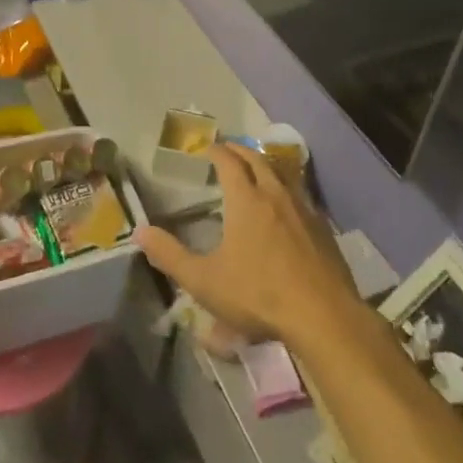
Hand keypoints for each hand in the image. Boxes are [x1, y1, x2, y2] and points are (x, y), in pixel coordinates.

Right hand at [135, 144, 363, 351]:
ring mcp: (304, 209)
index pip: (229, 162)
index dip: (216, 151)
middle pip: (258, 160)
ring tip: (257, 167)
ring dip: (266, 165)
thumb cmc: (258, 294)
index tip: (206, 147)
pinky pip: (301, 195)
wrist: (322, 315)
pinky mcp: (323, 228)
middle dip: (240, 150)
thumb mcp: (204, 281)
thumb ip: (170, 256)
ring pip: (283, 174)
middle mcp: (275, 194)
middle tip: (228, 149)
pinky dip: (288, 188)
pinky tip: (287, 204)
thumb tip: (140, 232)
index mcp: (246, 200)